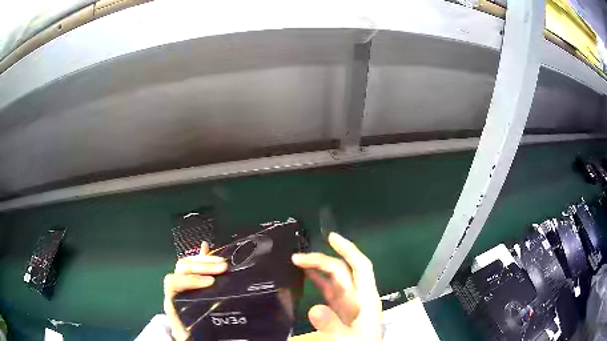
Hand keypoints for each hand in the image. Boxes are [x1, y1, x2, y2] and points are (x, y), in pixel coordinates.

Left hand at [163, 242, 227, 340]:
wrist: (185, 333)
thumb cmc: (188, 332)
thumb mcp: (188, 333)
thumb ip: (190, 331)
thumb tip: (200, 334)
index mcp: (172, 300)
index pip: (174, 281)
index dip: (190, 280)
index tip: (210, 282)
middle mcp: (175, 288)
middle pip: (182, 268)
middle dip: (202, 265)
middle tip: (222, 267)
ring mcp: (182, 282)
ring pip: (187, 264)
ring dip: (205, 260)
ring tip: (222, 262)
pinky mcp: (191, 281)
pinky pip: (194, 265)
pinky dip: (201, 257)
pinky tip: (207, 247)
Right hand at [292, 233, 382, 340]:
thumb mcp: (347, 339)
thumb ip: (332, 325)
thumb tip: (313, 309)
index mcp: (366, 299)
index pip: (361, 267)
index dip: (348, 249)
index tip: (331, 237)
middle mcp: (358, 297)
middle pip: (343, 271)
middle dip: (322, 260)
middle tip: (297, 257)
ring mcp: (348, 304)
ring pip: (334, 279)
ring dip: (318, 268)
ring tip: (297, 261)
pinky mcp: (339, 311)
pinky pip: (329, 291)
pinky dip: (318, 281)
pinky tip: (306, 276)